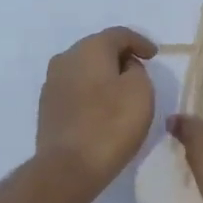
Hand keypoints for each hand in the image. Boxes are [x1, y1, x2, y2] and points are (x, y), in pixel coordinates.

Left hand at [36, 26, 157, 199]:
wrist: (68, 167)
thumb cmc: (111, 125)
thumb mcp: (140, 91)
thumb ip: (136, 70)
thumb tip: (124, 68)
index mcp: (89, 49)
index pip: (118, 35)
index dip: (140, 42)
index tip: (154, 55)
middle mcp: (65, 59)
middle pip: (97, 49)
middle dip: (120, 57)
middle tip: (139, 71)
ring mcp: (52, 83)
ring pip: (84, 69)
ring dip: (103, 75)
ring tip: (121, 91)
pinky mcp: (47, 107)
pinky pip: (75, 89)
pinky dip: (91, 92)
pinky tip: (102, 108)